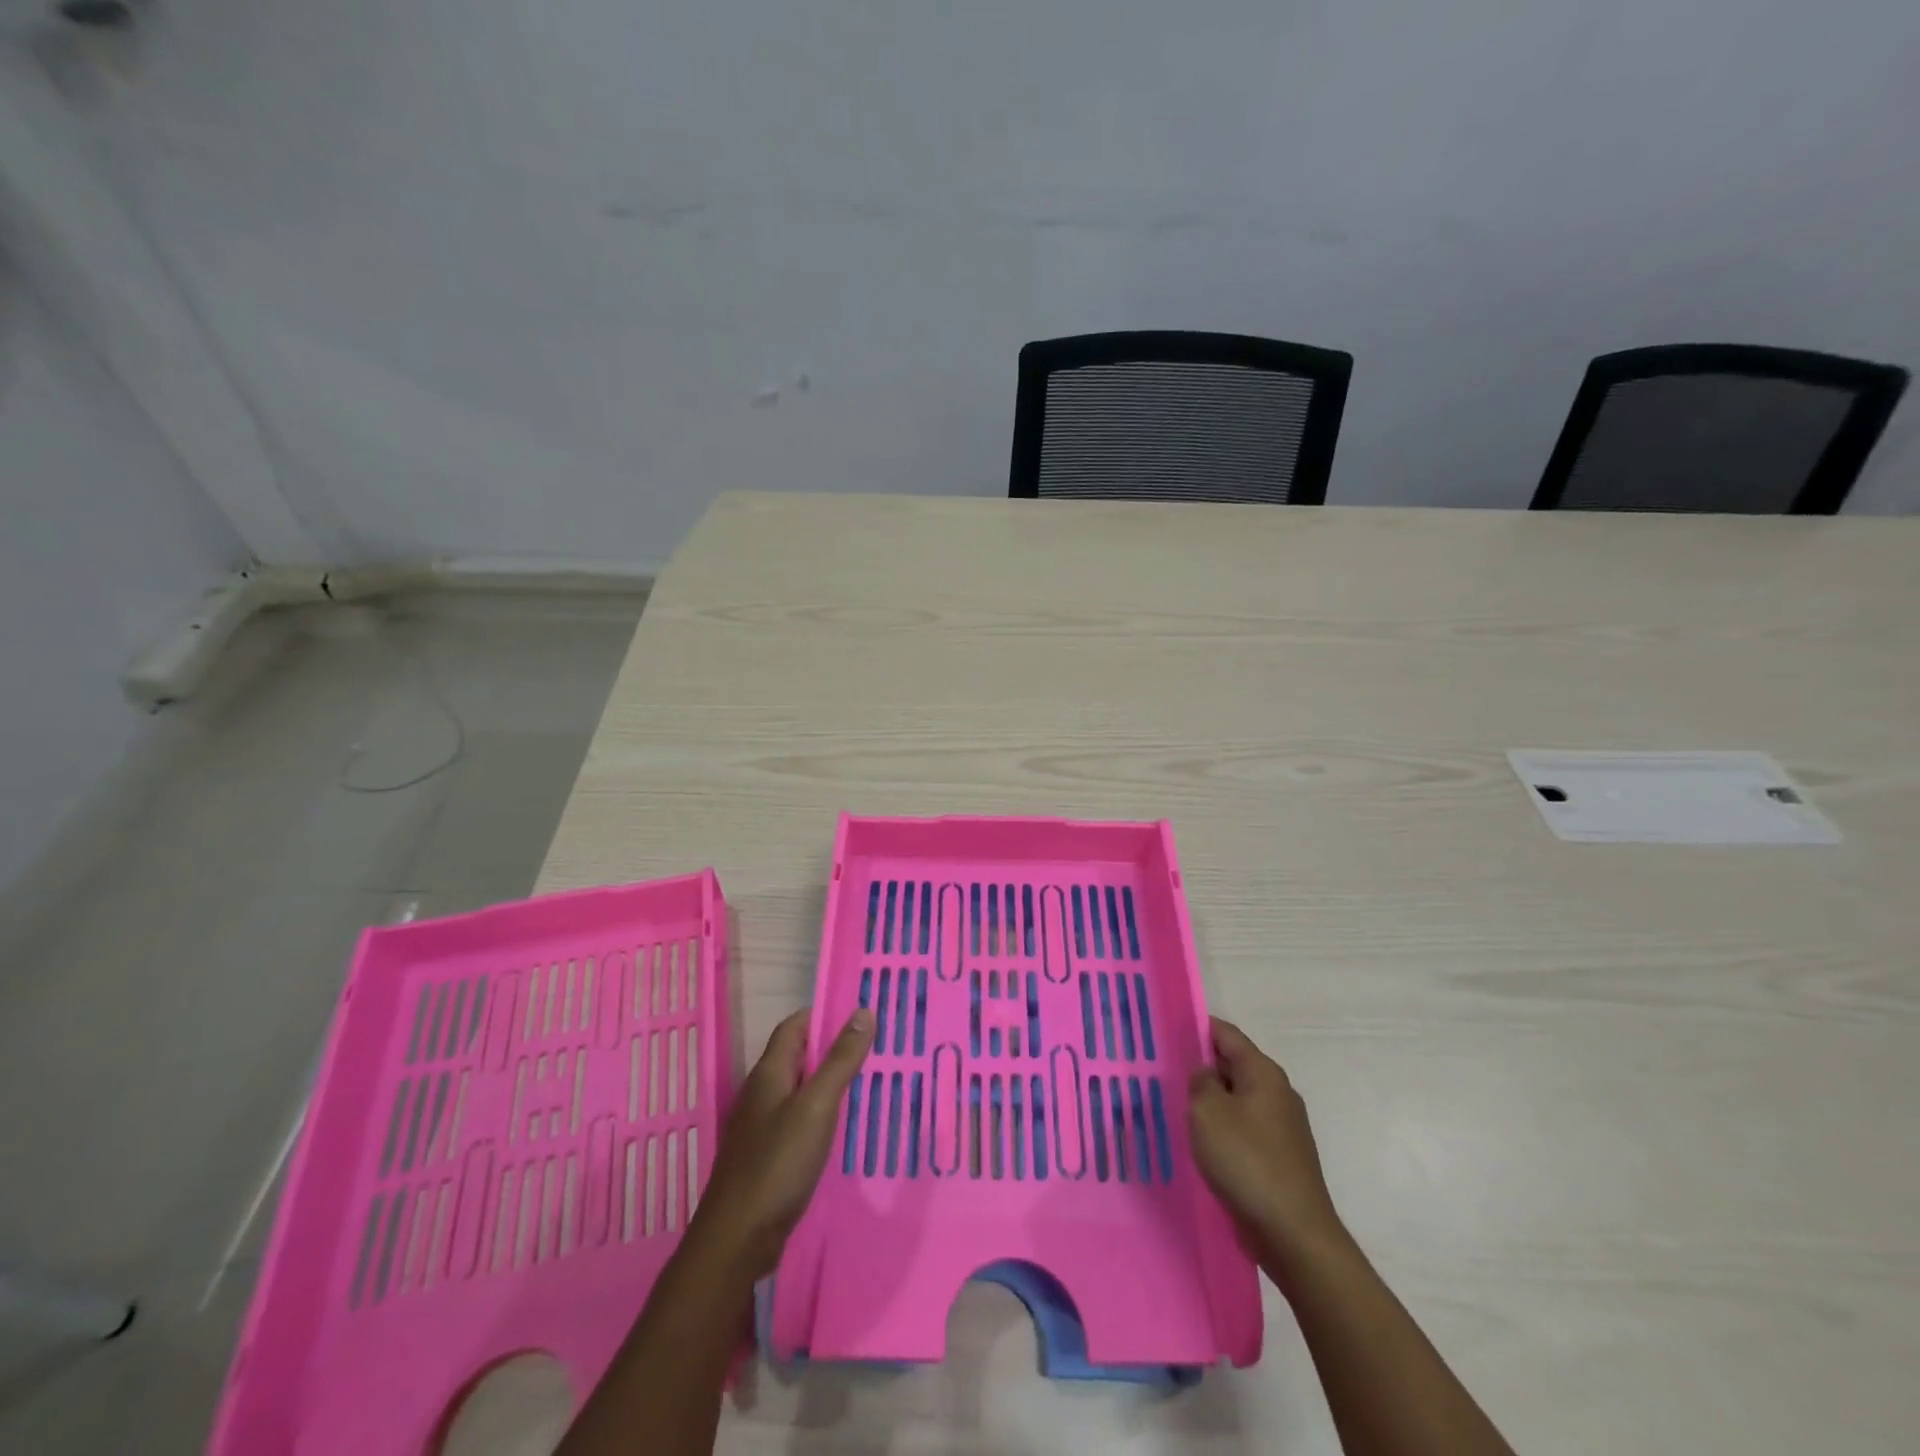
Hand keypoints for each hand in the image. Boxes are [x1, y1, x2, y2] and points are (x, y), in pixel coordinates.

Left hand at [685, 1007, 873, 1277]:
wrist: (737, 1240)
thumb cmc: (778, 1164)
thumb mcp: (817, 1106)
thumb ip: (840, 1060)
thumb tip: (863, 1012)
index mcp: (769, 1072)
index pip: (795, 1026)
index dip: (824, 1015)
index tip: (861, 1015)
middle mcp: (762, 1093)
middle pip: (799, 1056)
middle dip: (833, 1048)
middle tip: (875, 1048)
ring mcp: (762, 1126)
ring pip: (801, 1090)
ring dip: (830, 1082)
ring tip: (868, 1082)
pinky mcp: (768, 1156)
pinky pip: (799, 1120)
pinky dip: (823, 1114)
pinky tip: (844, 1127)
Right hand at [1189, 1018, 1345, 1262]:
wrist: (1294, 1235)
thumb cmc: (1247, 1162)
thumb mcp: (1208, 1112)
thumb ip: (1200, 1081)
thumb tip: (1205, 1073)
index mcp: (1263, 1073)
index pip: (1226, 1033)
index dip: (1196, 1027)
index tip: (1165, 1031)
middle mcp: (1277, 1092)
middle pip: (1233, 1064)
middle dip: (1200, 1066)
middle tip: (1162, 1069)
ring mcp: (1282, 1127)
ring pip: (1236, 1099)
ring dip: (1209, 1101)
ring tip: (1174, 1106)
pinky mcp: (1279, 1157)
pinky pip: (1243, 1128)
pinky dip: (1222, 1128)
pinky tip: (1200, 1142)